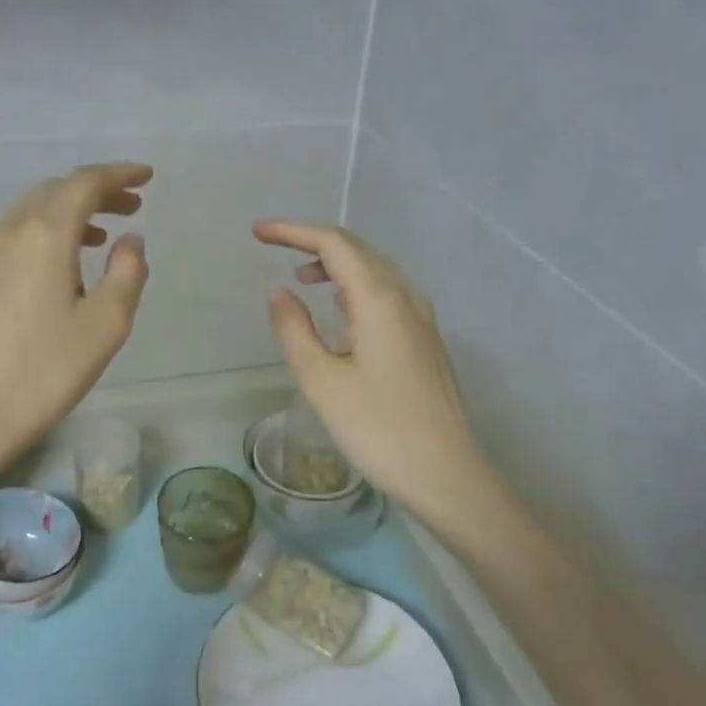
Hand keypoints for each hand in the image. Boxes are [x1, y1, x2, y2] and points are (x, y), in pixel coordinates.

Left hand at [0, 164, 151, 476]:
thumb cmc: (43, 373)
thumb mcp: (104, 326)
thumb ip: (127, 273)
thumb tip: (131, 240)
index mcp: (43, 235)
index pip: (83, 184)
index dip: (118, 174)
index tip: (147, 177)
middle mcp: (9, 232)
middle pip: (55, 191)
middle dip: (95, 191)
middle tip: (131, 206)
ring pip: (31, 212)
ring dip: (70, 213)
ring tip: (102, 237)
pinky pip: (15, 236)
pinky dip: (46, 234)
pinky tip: (61, 268)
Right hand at [254, 220, 500, 526]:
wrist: (447, 474)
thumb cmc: (379, 429)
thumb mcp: (322, 381)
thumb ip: (294, 329)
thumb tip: (279, 290)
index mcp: (379, 299)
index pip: (334, 243)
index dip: (293, 231)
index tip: (258, 232)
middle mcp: (406, 297)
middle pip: (358, 250)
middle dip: (313, 241)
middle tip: (273, 246)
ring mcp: (422, 318)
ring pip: (375, 270)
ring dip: (337, 264)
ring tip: (302, 278)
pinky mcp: (426, 339)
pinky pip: (387, 293)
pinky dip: (355, 286)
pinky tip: (341, 311)